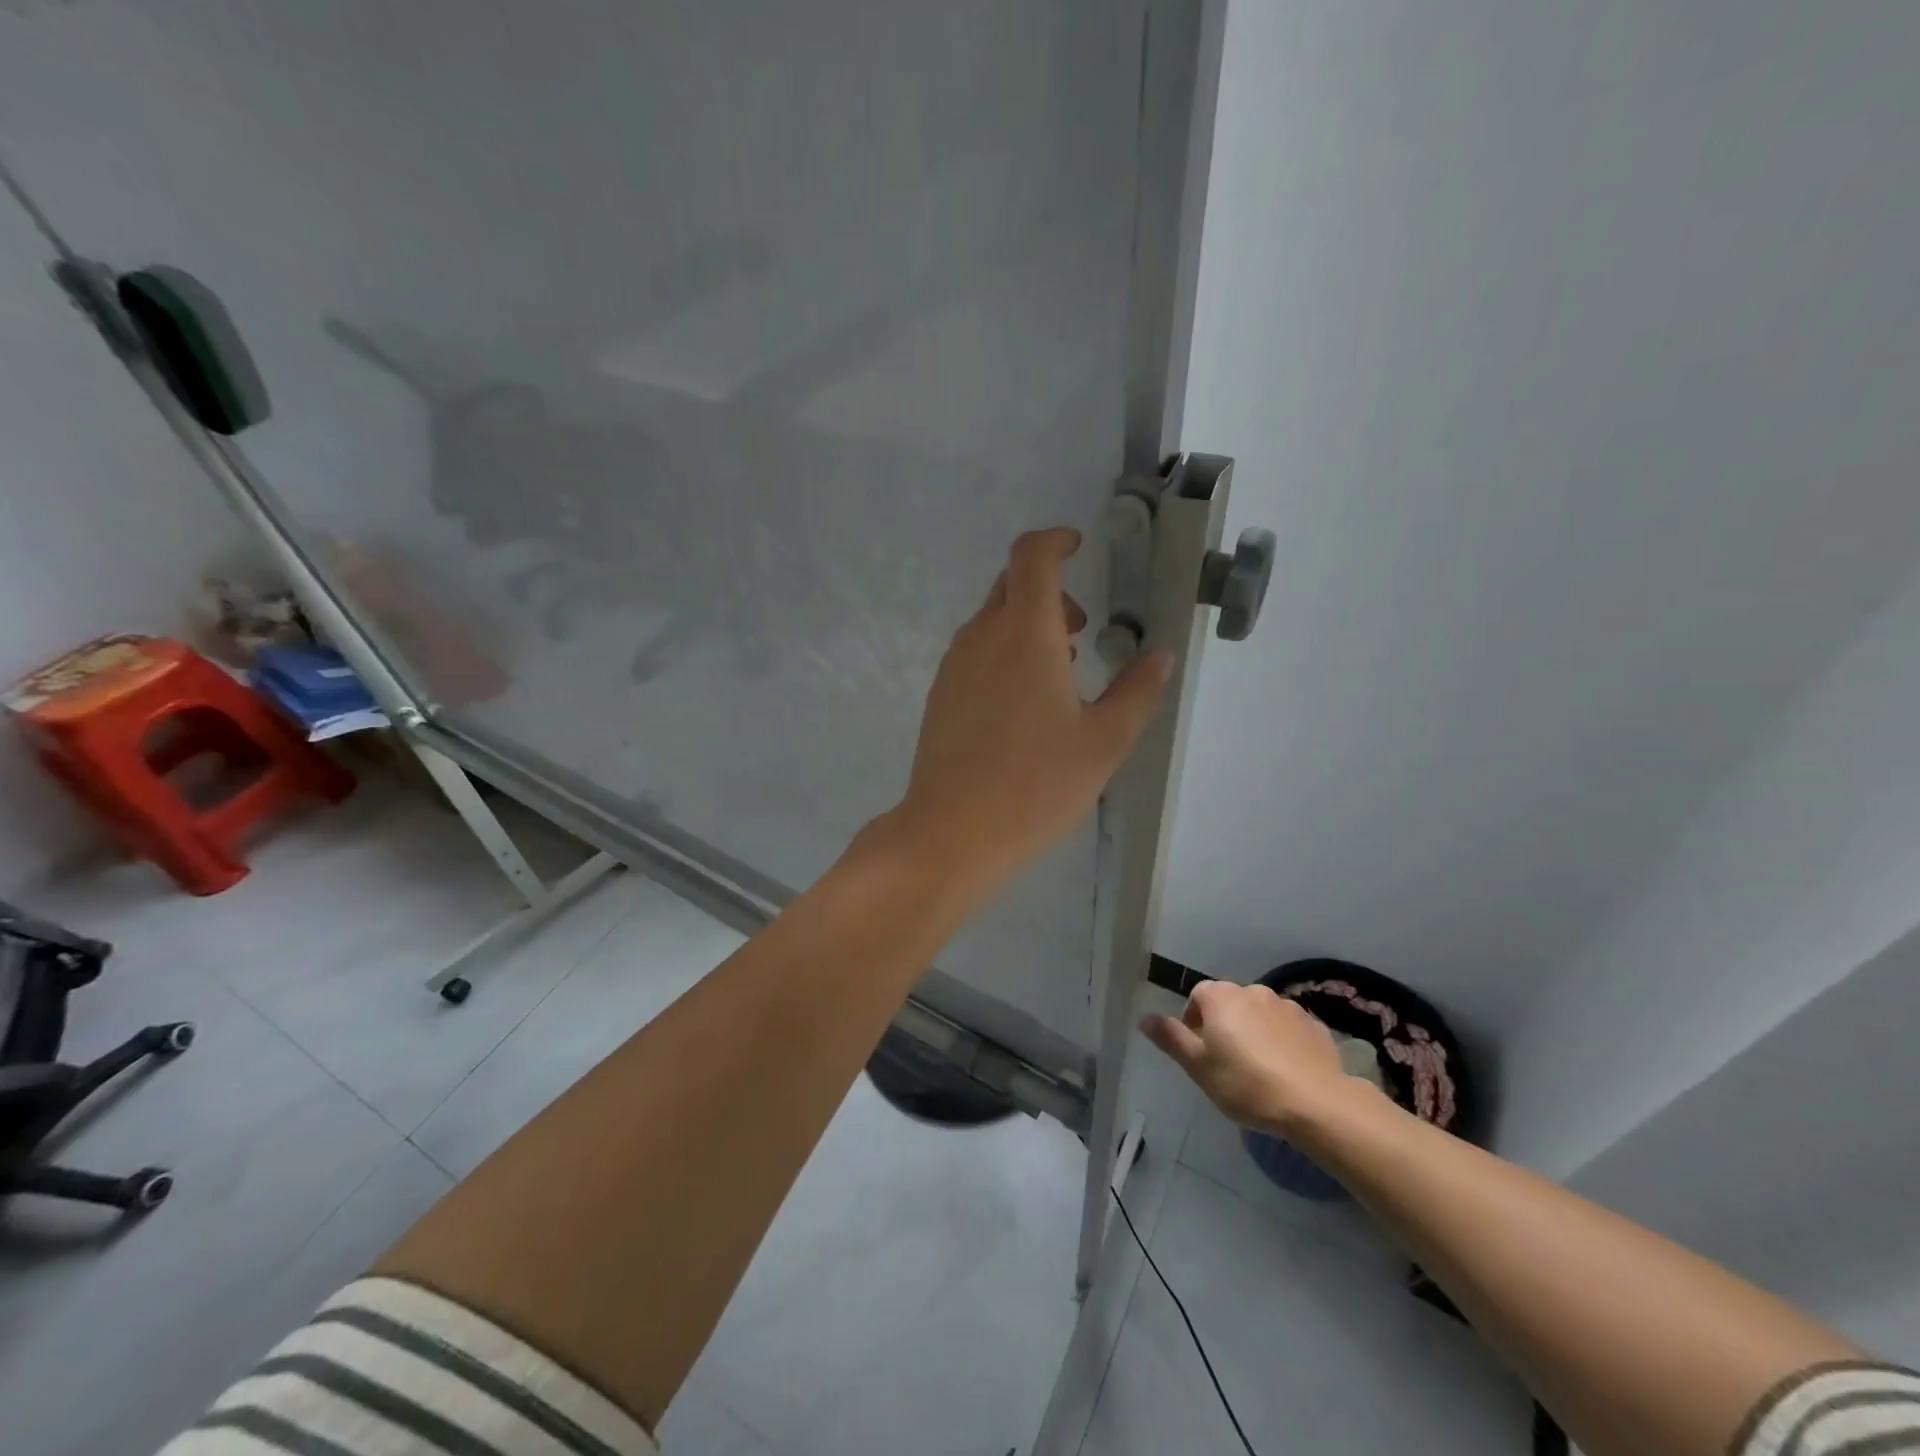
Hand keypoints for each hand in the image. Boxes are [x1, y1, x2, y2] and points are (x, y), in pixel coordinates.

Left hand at [889, 527, 1172, 891]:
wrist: (952, 832)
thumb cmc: (1036, 786)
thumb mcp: (1104, 741)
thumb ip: (1137, 691)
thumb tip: (1160, 655)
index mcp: (1024, 634)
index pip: (1032, 555)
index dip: (1056, 540)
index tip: (1079, 547)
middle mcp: (982, 637)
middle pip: (1011, 584)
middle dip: (1049, 591)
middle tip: (1080, 631)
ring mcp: (954, 665)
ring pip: (991, 619)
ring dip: (1026, 625)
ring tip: (1058, 673)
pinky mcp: (940, 694)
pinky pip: (975, 651)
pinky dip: (1003, 652)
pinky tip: (1022, 703)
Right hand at [1141, 981, 1354, 1135]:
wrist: (1316, 1103)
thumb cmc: (1246, 1083)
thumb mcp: (1198, 1066)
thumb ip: (1170, 1038)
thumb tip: (1144, 1017)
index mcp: (1221, 996)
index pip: (1197, 996)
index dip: (1194, 1022)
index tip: (1201, 1053)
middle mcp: (1253, 991)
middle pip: (1229, 1003)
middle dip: (1225, 1026)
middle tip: (1226, 1063)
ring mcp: (1287, 1006)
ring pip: (1259, 1015)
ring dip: (1254, 1032)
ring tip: (1259, 1069)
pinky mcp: (1314, 1025)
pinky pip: (1287, 1028)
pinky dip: (1282, 1042)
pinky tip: (1286, 1070)